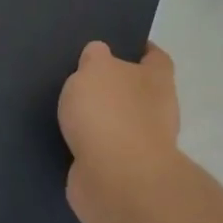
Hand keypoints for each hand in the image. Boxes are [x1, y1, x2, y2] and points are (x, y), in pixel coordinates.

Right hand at [58, 41, 181, 211]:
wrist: (114, 178)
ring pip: (119, 121)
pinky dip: (88, 144)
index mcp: (157, 79)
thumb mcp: (95, 69)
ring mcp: (142, 144)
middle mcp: (157, 110)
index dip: (138, 48)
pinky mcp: (122, 170)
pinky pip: (103, 149)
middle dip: (114, 85)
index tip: (115, 44)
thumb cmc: (109, 113)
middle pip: (137, 90)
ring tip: (66, 107)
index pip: (154, 56)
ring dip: (99, 117)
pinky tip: (64, 137)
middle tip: (81, 76)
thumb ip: (95, 57)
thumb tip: (98, 54)